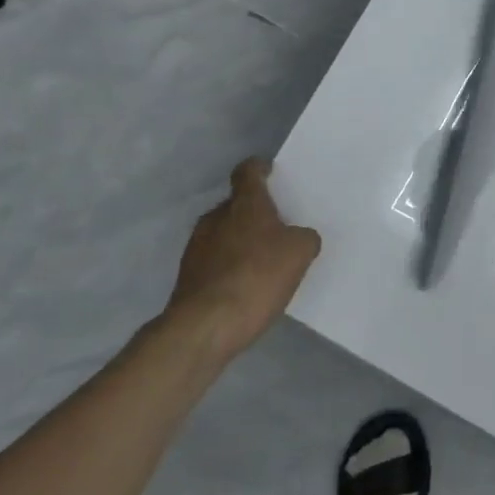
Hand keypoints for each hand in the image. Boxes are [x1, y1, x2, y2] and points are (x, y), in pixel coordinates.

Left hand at [164, 160, 321, 357]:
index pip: (248, 172)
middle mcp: (216, 217)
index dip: (260, 168)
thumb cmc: (257, 277)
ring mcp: (197, 246)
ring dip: (242, 241)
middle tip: (279, 227)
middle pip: (237, 204)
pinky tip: (247, 285)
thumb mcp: (300, 253)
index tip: (271, 172)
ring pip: (225, 233)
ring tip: (265, 261)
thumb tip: (300, 237)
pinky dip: (231, 265)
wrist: (206, 325)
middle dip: (256, 212)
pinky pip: (216, 260)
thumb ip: (305, 238)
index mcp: (244, 204)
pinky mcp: (189, 274)